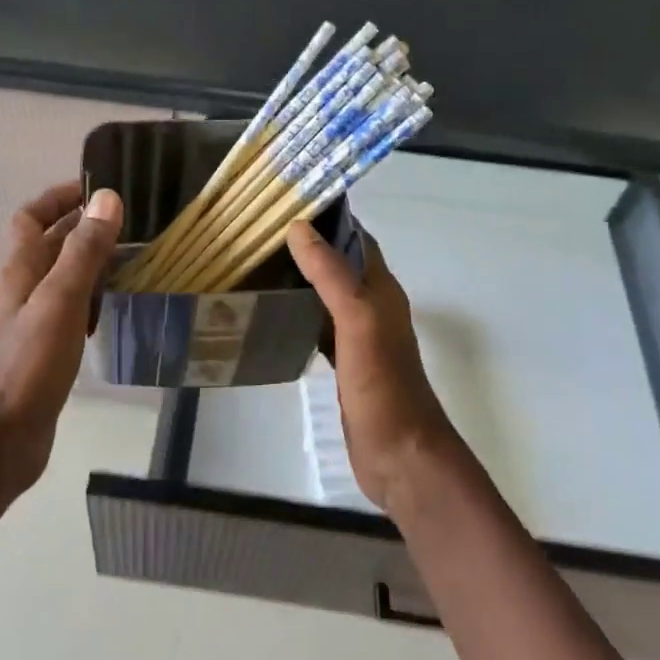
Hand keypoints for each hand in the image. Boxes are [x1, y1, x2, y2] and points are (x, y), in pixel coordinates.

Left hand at [0, 181, 123, 501]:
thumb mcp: (59, 302)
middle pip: (48, 246)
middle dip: (82, 228)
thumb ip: (83, 252)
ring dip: (89, 264)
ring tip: (132, 260)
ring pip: (61, 279)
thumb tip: (106, 198)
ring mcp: (30, 323)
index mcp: (18, 271)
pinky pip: (68, 312)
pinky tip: (115, 309)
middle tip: (129, 223)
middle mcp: (20, 291)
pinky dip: (90, 300)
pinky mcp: (42, 352)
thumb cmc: (26, 367)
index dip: (58, 198)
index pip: (31, 218)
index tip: (97, 188)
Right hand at [286, 221, 463, 515]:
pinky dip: (298, 315)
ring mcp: (360, 339)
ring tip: (258, 267)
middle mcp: (373, 308)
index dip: (329, 219)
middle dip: (308, 247)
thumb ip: (332, 275)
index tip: (287, 203)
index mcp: (381, 291)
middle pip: (339, 266)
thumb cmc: (383, 386)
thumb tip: (299, 228)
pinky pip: (319, 328)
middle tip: (259, 235)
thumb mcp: (358, 322)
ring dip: (301, 280)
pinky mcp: (346, 365)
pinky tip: (271, 317)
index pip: (356, 240)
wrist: (401, 455)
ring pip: (327, 296)